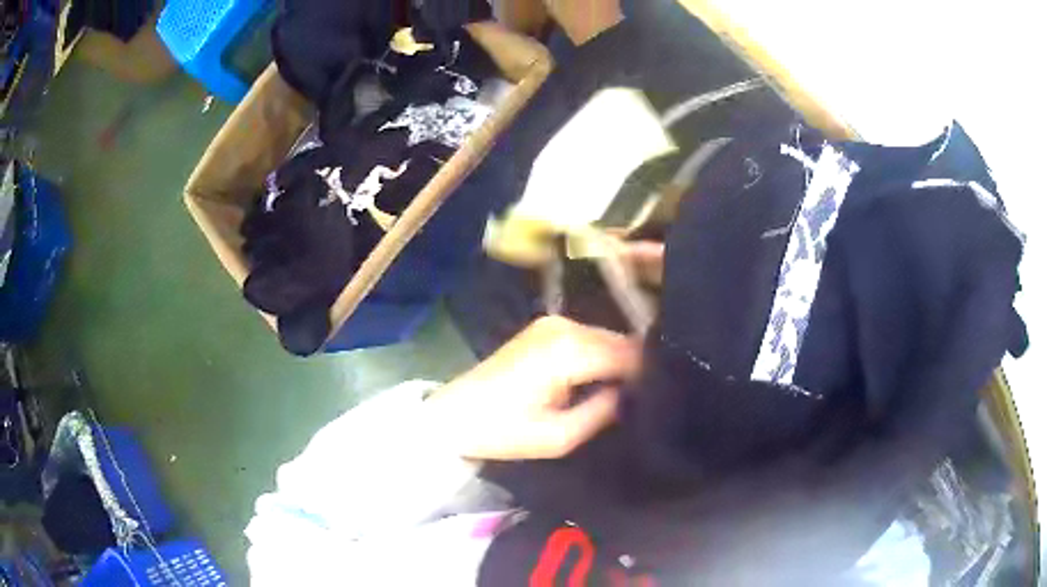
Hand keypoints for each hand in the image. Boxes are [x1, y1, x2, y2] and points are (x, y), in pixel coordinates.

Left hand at [426, 316, 641, 460]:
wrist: (454, 414)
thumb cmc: (503, 431)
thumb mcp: (559, 436)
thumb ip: (604, 412)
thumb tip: (633, 395)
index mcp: (568, 350)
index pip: (629, 354)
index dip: (648, 375)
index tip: (658, 398)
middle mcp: (564, 326)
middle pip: (620, 342)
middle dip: (635, 367)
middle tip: (644, 399)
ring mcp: (553, 323)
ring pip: (606, 338)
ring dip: (618, 362)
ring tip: (625, 393)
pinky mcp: (544, 328)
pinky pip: (588, 338)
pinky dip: (600, 356)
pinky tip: (601, 380)